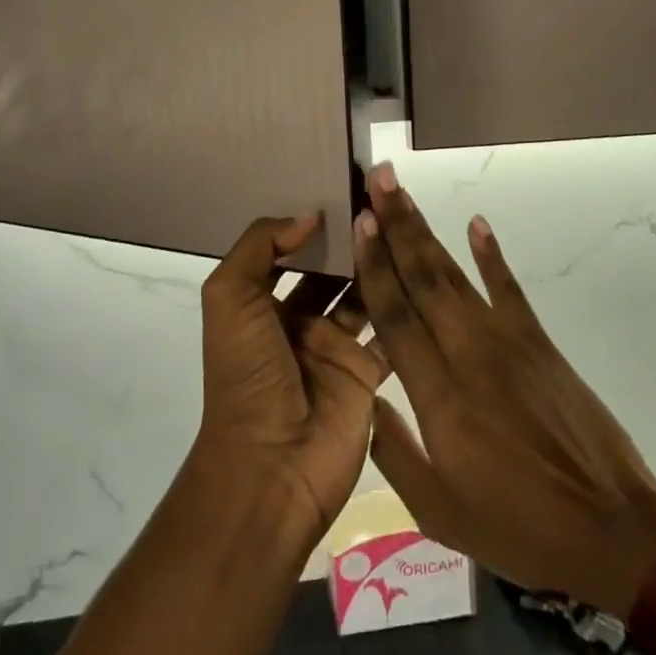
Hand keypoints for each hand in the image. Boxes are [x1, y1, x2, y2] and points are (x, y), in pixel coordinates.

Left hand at [194, 214, 391, 548]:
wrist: (272, 467)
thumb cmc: (247, 374)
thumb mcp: (231, 298)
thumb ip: (260, 246)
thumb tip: (308, 215)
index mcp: (261, 303)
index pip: (288, 251)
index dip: (311, 223)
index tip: (342, 187)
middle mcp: (298, 320)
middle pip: (330, 270)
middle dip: (351, 240)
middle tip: (384, 199)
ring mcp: (334, 348)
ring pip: (362, 295)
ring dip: (379, 266)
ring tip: (405, 225)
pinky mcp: (366, 375)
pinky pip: (389, 333)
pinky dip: (404, 308)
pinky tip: (424, 271)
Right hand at [353, 166, 655, 611]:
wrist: (614, 529)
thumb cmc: (520, 526)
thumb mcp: (440, 512)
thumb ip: (393, 453)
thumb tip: (362, 401)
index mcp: (439, 396)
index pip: (396, 316)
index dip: (375, 266)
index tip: (360, 223)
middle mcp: (468, 353)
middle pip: (423, 279)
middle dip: (396, 227)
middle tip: (375, 182)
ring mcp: (507, 342)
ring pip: (455, 275)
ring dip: (426, 231)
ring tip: (402, 194)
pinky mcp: (539, 343)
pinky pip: (509, 288)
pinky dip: (491, 254)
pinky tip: (476, 224)